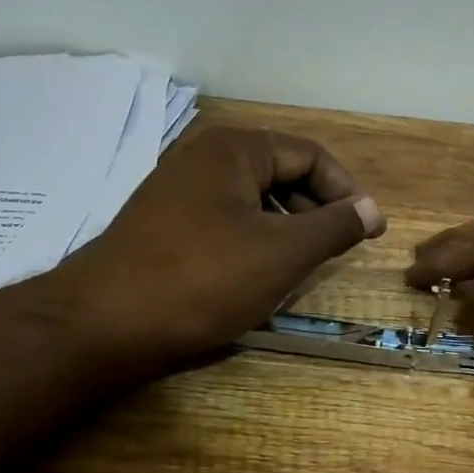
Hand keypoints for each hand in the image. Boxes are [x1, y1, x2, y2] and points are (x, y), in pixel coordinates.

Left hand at [58, 126, 384, 375]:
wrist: (102, 324)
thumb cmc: (203, 279)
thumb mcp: (283, 253)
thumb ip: (334, 226)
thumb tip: (371, 209)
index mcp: (235, 148)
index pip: (310, 156)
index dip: (347, 192)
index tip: (370, 231)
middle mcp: (203, 156)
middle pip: (280, 173)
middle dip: (316, 210)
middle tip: (337, 250)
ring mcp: (177, 189)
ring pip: (252, 199)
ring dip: (285, 228)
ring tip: (301, 266)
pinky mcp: (162, 222)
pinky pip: (224, 219)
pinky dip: (252, 239)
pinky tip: (257, 274)